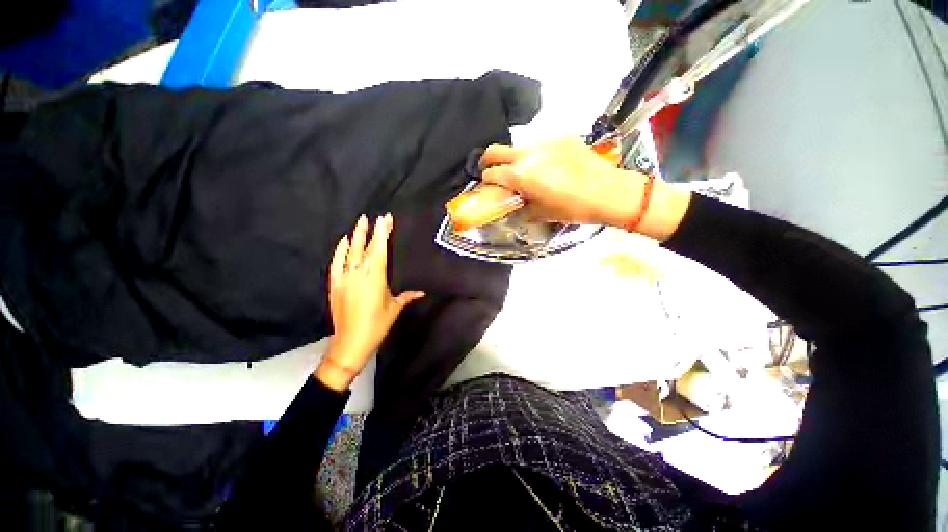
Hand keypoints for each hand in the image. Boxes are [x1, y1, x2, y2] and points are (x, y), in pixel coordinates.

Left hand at [315, 214, 424, 390]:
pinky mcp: (335, 284)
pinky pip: (336, 262)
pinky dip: (340, 250)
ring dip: (356, 236)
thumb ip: (408, 297)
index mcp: (375, 276)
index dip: (383, 233)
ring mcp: (344, 277)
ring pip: (350, 251)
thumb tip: (422, 292)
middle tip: (375, 217)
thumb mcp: (395, 308)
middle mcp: (359, 272)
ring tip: (360, 222)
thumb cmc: (377, 324)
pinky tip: (344, 241)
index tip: (386, 219)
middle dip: (371, 230)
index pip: (380, 249)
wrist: (350, 342)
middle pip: (365, 247)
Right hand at [479, 136, 690, 239]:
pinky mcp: (562, 137)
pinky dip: (537, 156)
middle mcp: (528, 154)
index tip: (489, 187)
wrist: (609, 191)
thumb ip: (521, 207)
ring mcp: (546, 142)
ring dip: (516, 160)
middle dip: (488, 161)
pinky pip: (541, 145)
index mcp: (521, 175)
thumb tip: (512, 205)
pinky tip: (551, 167)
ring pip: (519, 147)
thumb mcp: (542, 214)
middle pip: (496, 150)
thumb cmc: (573, 208)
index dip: (486, 181)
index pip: (491, 173)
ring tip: (529, 173)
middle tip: (493, 171)